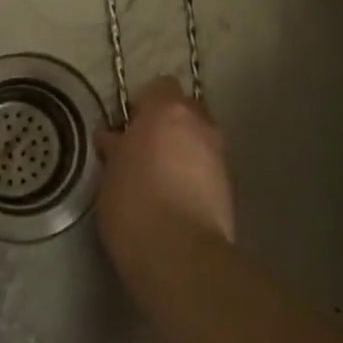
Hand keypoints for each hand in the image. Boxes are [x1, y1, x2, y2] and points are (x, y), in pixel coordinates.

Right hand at [96, 76, 234, 284]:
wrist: (181, 256)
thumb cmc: (134, 204)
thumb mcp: (110, 173)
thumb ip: (116, 147)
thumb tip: (114, 137)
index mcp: (167, 110)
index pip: (160, 86)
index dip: (144, 104)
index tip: (129, 128)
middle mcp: (200, 123)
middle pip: (185, 110)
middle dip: (169, 125)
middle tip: (145, 150)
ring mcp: (220, 154)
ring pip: (200, 139)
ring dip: (185, 150)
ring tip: (163, 179)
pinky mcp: (232, 187)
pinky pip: (210, 167)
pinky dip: (197, 175)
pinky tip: (180, 200)